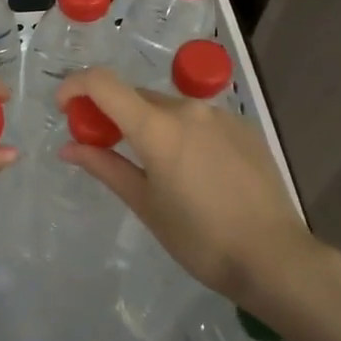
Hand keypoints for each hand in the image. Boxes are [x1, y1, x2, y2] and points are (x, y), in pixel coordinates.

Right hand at [55, 67, 340, 307]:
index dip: (75, 86)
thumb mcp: (145, 204)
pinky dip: (180, 132)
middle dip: (111, 113)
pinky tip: (192, 170)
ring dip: (148, 123)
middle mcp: (188, 109)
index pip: (103, 82)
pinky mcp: (243, 128)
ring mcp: (220, 116)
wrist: (275, 257)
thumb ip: (105, 166)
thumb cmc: (200, 239)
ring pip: (168, 107)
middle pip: (135, 96)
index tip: (65, 108)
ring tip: (152, 166)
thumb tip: (68, 147)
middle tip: (102, 146)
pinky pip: (198, 120)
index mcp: (157, 127)